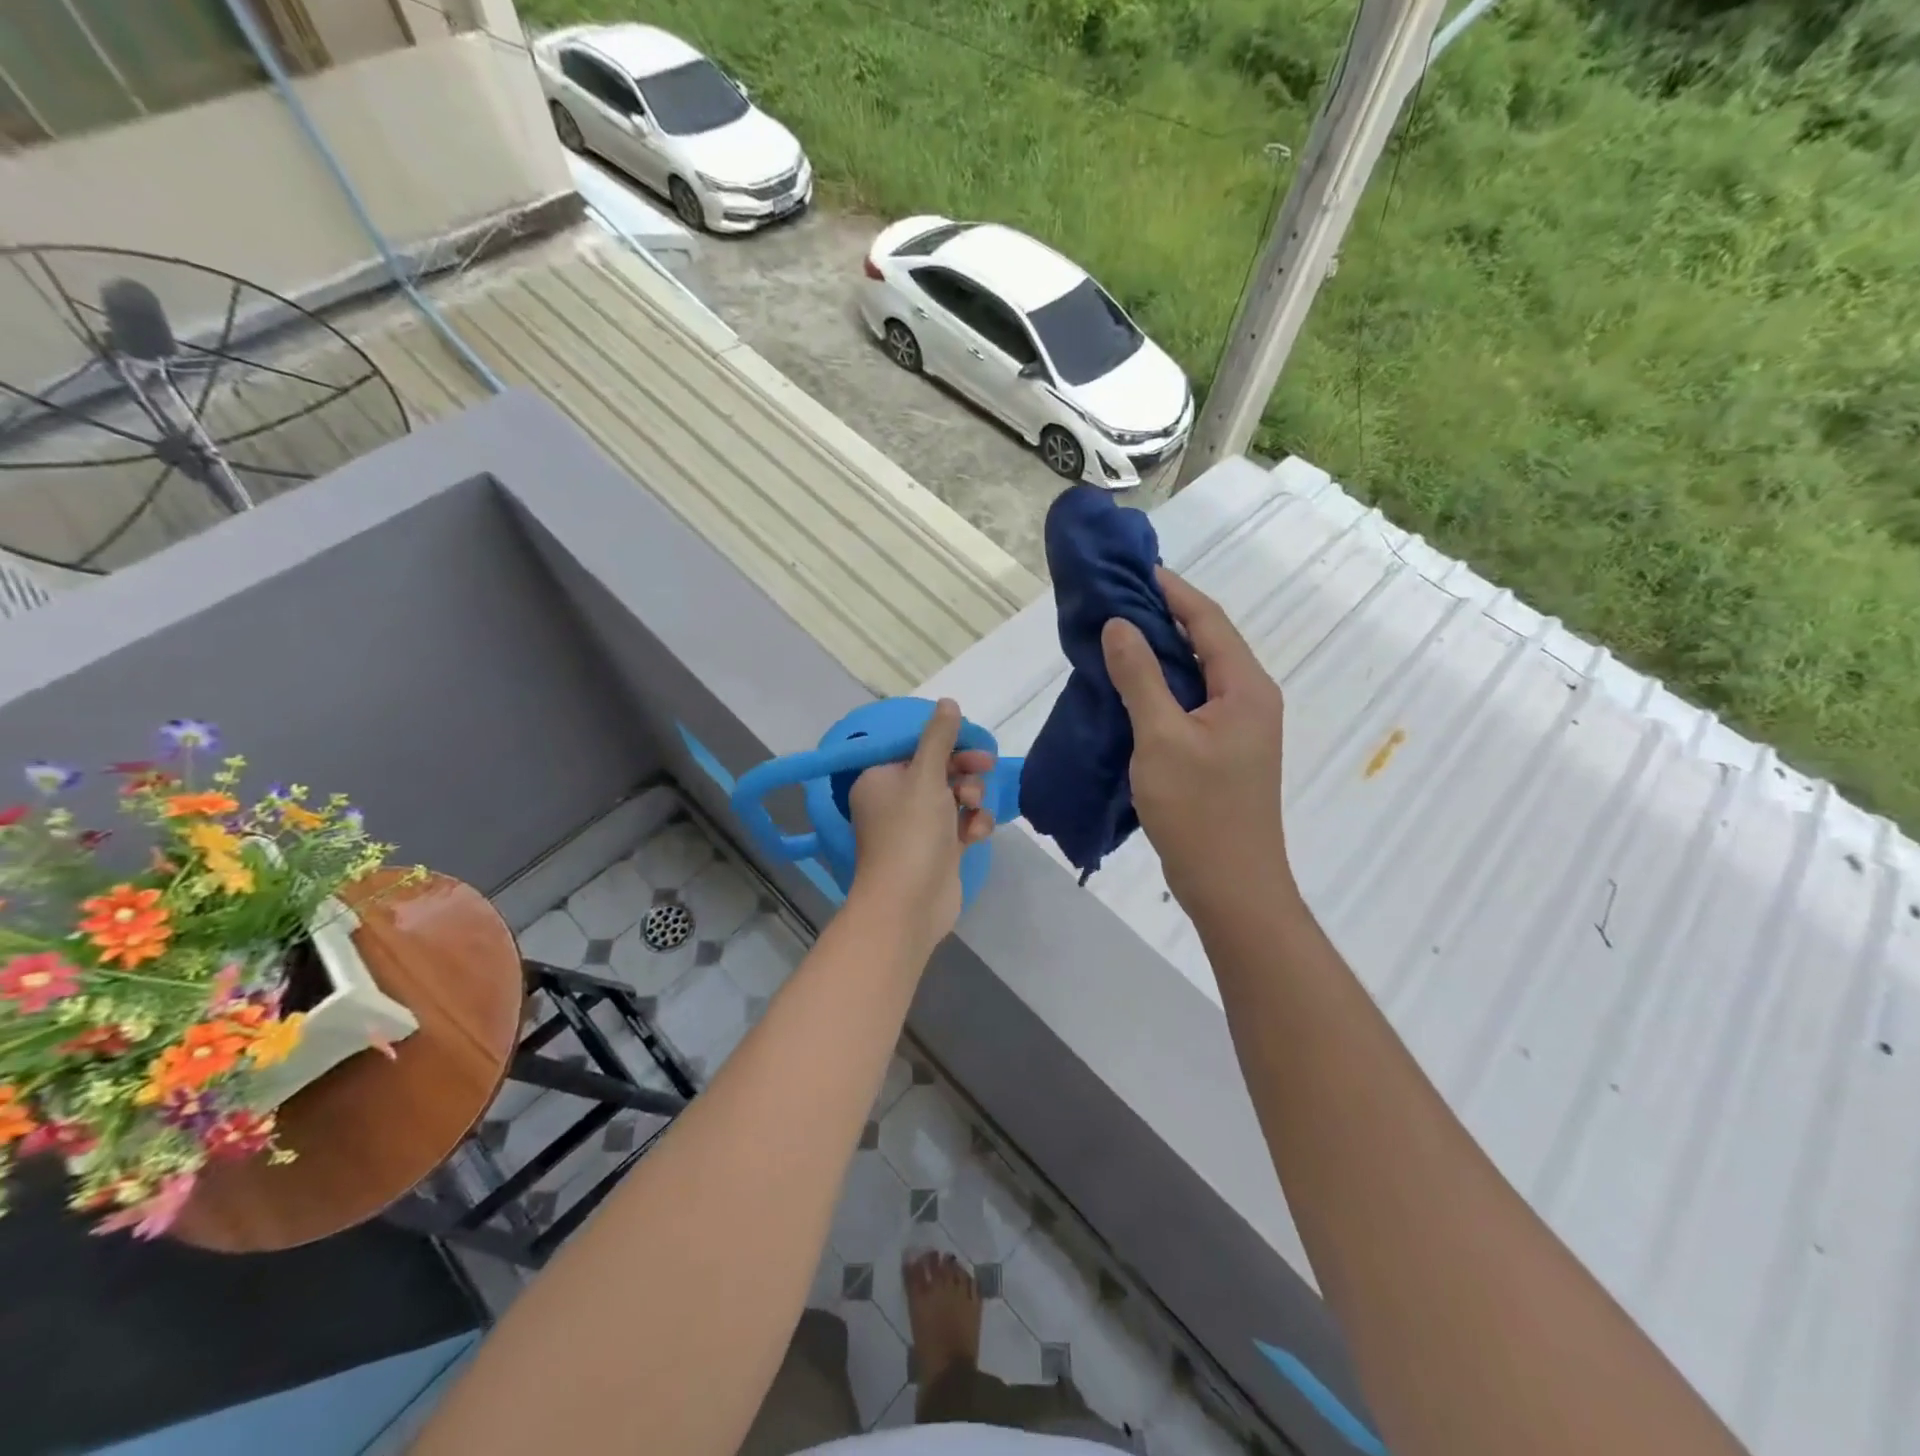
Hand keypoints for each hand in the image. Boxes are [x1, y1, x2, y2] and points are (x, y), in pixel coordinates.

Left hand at [846, 699, 996, 956]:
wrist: (909, 904)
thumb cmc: (911, 833)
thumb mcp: (926, 776)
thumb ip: (939, 738)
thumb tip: (948, 702)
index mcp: (880, 778)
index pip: (916, 747)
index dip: (947, 743)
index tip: (974, 743)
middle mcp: (894, 800)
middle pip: (938, 770)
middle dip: (964, 770)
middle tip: (985, 768)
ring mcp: (916, 828)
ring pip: (953, 797)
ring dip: (971, 798)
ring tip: (974, 809)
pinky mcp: (937, 850)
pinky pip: (959, 825)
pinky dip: (971, 825)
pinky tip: (976, 834)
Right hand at [1100, 568, 1288, 911]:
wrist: (1231, 885)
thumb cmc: (1199, 810)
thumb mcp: (1161, 738)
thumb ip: (1140, 677)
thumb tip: (1119, 624)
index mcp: (1246, 687)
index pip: (1208, 620)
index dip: (1172, 591)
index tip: (1134, 568)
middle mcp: (1250, 699)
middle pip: (1206, 642)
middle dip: (1163, 617)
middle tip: (1115, 600)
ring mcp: (1239, 727)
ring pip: (1197, 674)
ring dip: (1160, 652)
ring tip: (1115, 636)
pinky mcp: (1223, 751)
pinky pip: (1191, 702)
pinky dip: (1162, 687)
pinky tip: (1130, 687)